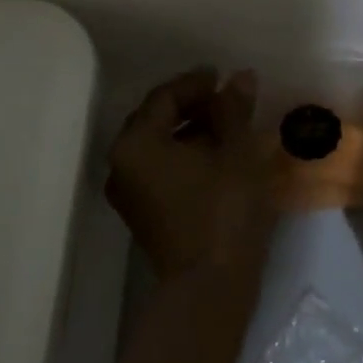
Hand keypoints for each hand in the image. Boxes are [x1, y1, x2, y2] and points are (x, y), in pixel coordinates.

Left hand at [107, 68, 275, 280]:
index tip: (223, 77)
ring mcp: (130, 193)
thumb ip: (233, 109)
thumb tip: (240, 77)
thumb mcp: (236, 151)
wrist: (210, 286)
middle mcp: (122, 165)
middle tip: (226, 99)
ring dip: (190, 131)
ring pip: (159, 146)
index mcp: (137, 143)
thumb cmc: (223, 209)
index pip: (164, 97)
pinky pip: (161, 170)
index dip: (195, 83)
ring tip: (227, 126)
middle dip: (192, 106)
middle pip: (156, 120)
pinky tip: (216, 156)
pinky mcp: (144, 215)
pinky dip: (185, 156)